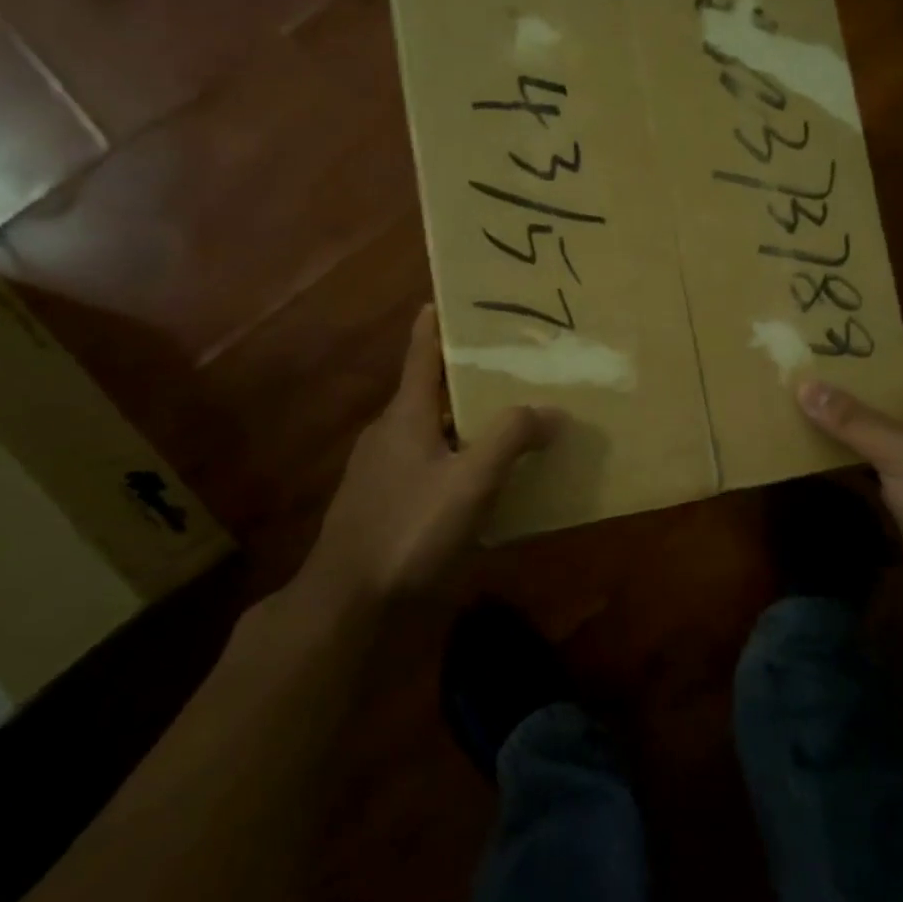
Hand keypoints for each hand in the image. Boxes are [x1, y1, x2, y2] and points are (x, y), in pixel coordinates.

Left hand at [294, 305, 558, 603]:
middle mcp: (391, 434)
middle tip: (519, 364)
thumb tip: (553, 410)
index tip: (464, 298)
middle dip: (472, 376)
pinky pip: (432, 465)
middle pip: (433, 390)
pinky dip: (462, 458)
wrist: (349, 604)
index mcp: (405, 415)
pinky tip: (490, 477)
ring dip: (470, 421)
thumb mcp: (470, 482)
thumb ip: (511, 440)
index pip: (422, 352)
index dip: (440, 322)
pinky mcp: (388, 503)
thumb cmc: (408, 530)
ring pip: (435, 431)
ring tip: (516, 418)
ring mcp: (385, 471)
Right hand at [798, 346, 902, 635]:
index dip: (886, 346)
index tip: (844, 333)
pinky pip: (880, 467)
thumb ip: (854, 421)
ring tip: (810, 398)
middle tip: (816, 364)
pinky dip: (855, 456)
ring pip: (887, 433)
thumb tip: (806, 386)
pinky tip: (822, 448)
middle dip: (861, 383)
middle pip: (899, 397)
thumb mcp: (902, 453)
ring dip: (854, 421)